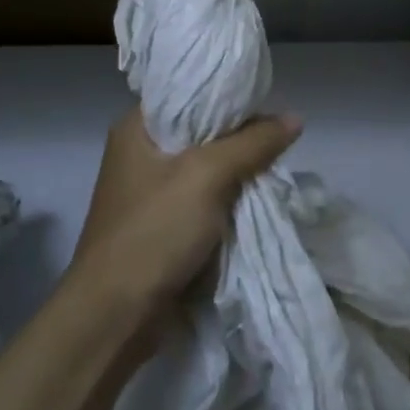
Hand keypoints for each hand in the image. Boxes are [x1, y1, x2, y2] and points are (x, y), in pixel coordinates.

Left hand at [69, 107, 302, 314]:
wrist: (115, 318)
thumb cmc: (154, 231)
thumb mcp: (207, 176)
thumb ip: (253, 143)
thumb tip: (295, 118)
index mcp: (136, 128)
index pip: (189, 92)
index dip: (228, 93)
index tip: (266, 97)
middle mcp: (141, 153)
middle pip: (202, 130)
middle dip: (240, 135)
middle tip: (279, 134)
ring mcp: (150, 192)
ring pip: (207, 167)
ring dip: (238, 170)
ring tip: (276, 163)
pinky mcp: (163, 224)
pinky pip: (205, 199)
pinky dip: (229, 198)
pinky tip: (259, 196)